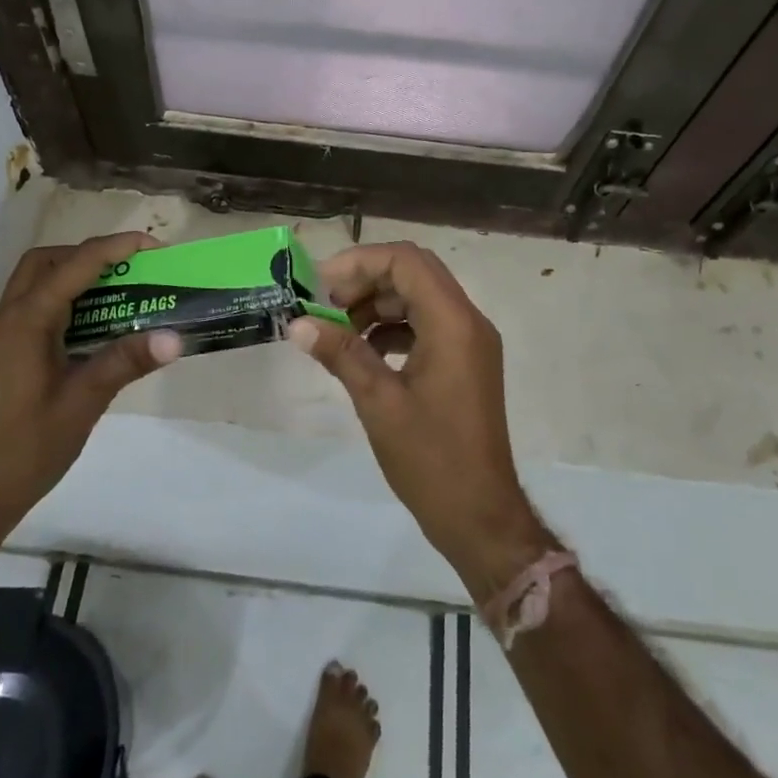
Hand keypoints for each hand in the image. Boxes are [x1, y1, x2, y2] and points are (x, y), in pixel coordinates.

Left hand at [0, 232, 180, 532]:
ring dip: (76, 275)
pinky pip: (35, 306)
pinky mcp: (4, 352)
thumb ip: (126, 362)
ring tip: (119, 293)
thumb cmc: (26, 448)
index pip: (75, 265)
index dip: (116, 248)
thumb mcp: (83, 403)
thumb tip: (175, 337)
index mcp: (26, 321)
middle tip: (131, 269)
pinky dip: (66, 300)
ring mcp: (2, 335)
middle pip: (47, 261)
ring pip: (37, 282)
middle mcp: (8, 317)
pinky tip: (93, 327)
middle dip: (91, 254)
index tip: (155, 247)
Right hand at [287, 242, 550, 600]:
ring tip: (337, 328)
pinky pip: (426, 324)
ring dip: (377, 303)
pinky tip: (363, 350)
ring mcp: (470, 342)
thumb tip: (298, 323)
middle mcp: (468, 321)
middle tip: (325, 303)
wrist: (480, 516)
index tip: (321, 284)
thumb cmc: (431, 459)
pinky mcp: (465, 362)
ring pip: (419, 297)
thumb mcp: (378, 402)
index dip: (360, 262)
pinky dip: (393, 327)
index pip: (406, 261)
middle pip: (414, 272)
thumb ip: (341, 353)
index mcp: (453, 323)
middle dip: (366, 279)